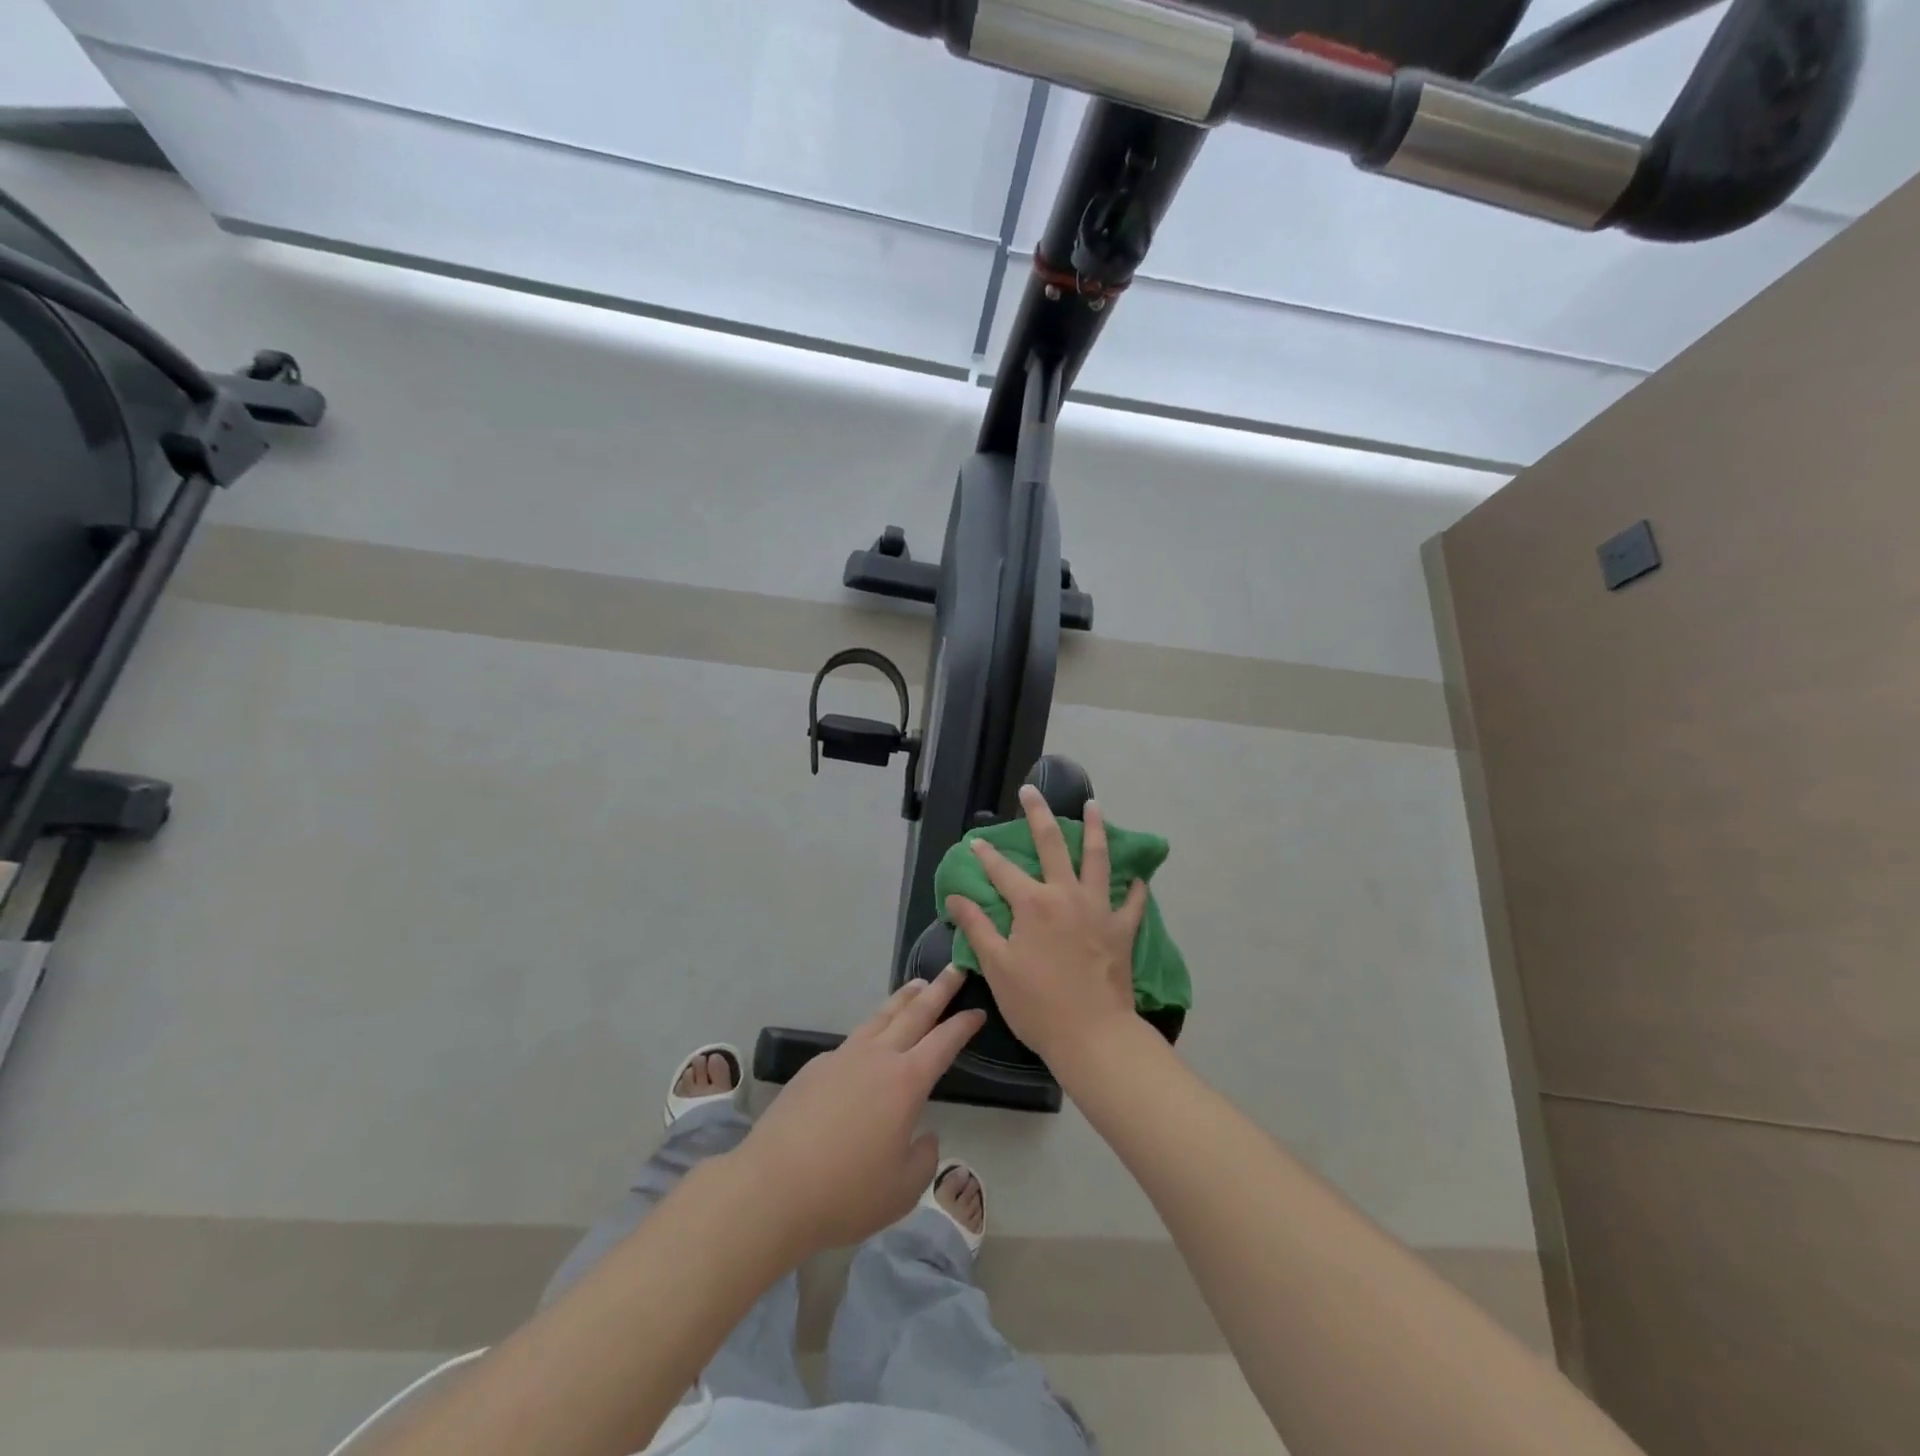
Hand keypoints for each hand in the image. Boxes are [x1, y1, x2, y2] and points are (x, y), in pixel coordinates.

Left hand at [736, 967, 984, 1255]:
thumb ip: (924, 1158)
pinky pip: (851, 1041)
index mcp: (906, 1082)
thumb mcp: (903, 1189)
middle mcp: (877, 1058)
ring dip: (902, 999)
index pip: (944, 1042)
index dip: (963, 1025)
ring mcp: (842, 1057)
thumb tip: (923, 1135)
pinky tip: (868, 1045)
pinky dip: (870, 1032)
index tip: (977, 1010)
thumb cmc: (846, 1193)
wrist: (772, 1188)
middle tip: (955, 969)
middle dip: (938, 990)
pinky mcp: (814, 1067)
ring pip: (880, 1017)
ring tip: (916, 985)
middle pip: (914, 1013)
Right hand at [946, 786, 1148, 1072]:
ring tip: (1094, 805)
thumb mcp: (997, 967)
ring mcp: (1099, 909)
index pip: (1002, 871)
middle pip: (1051, 845)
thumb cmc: (1037, 1004)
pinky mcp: (1122, 929)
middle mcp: (1066, 895)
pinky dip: (1134, 887)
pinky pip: (1131, 901)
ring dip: (1095, 829)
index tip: (976, 841)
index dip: (986, 855)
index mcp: (1032, 904)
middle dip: (1038, 815)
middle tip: (1032, 791)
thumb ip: (977, 926)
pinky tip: (1137, 877)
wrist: (1093, 1035)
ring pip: (1098, 859)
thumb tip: (955, 896)